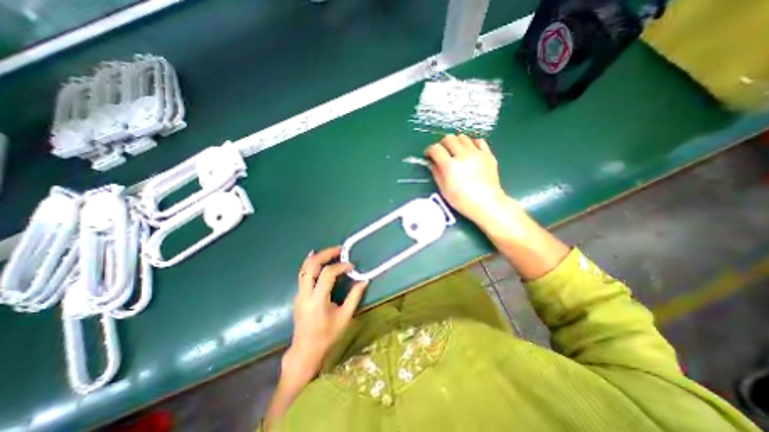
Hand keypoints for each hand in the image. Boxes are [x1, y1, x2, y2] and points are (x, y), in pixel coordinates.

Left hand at [283, 247, 366, 384]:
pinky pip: (303, 274)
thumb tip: (364, 280)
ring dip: (318, 257)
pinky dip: (312, 264)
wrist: (305, 351)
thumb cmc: (327, 336)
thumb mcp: (345, 317)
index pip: (327, 274)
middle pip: (311, 266)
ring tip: (332, 251)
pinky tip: (320, 259)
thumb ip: (354, 297)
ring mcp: (299, 294)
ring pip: (304, 268)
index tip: (351, 266)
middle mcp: (305, 294)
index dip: (340, 266)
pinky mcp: (298, 295)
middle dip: (325, 254)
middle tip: (339, 249)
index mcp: (317, 301)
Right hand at [426, 135, 508, 228]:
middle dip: (441, 144)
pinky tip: (469, 151)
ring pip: (463, 137)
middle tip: (441, 153)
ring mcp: (477, 153)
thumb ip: (436, 173)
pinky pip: (479, 141)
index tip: (428, 155)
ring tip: (455, 151)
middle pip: (449, 139)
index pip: (436, 149)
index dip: (429, 150)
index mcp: (450, 165)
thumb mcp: (444, 189)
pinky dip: (471, 143)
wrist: (487, 204)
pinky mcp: (488, 155)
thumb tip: (432, 163)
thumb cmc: (462, 201)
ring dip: (456, 142)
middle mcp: (463, 155)